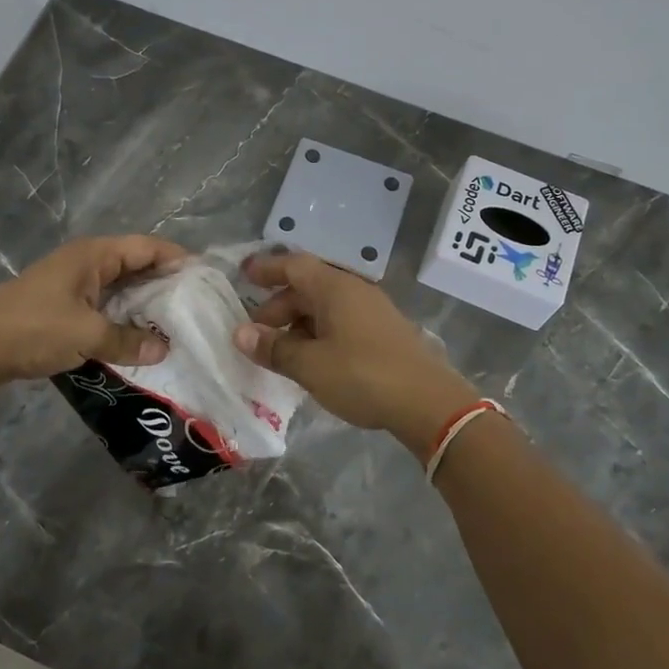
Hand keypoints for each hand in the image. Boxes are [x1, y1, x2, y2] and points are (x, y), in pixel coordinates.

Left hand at [0, 234, 186, 385]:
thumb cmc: (33, 328)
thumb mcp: (86, 334)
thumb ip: (128, 340)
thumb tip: (164, 349)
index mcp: (94, 255)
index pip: (148, 246)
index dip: (178, 258)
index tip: (206, 280)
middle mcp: (87, 264)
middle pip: (137, 266)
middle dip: (166, 286)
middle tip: (198, 309)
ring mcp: (75, 286)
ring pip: (122, 291)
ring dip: (145, 308)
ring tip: (177, 328)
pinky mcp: (65, 309)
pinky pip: (106, 309)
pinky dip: (124, 322)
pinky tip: (140, 342)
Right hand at [231, 251, 477, 454]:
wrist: (428, 403)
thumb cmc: (363, 375)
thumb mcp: (310, 365)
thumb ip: (274, 348)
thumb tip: (240, 333)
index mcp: (334, 288)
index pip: (293, 266)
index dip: (267, 268)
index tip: (242, 274)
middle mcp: (353, 291)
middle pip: (308, 287)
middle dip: (278, 305)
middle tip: (256, 332)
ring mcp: (372, 311)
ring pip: (325, 306)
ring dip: (298, 322)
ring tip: (280, 350)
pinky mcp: (383, 332)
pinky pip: (341, 321)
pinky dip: (319, 332)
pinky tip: (312, 359)